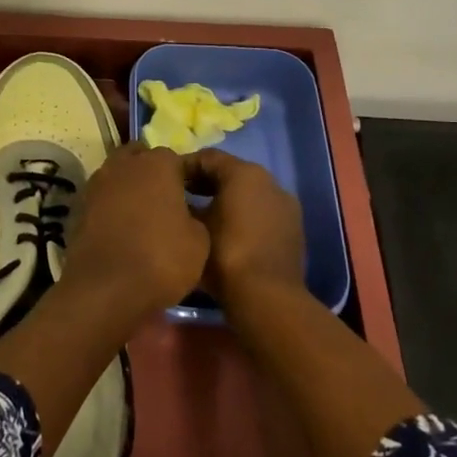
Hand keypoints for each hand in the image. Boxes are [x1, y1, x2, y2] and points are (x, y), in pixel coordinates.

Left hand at [62, 143, 209, 317]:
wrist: (105, 289)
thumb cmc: (160, 259)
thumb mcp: (199, 241)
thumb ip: (194, 216)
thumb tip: (185, 214)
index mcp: (157, 164)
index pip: (176, 158)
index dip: (186, 177)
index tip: (194, 198)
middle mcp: (123, 165)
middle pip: (140, 158)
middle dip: (152, 173)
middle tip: (167, 200)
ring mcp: (96, 184)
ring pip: (117, 175)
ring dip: (130, 188)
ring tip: (144, 216)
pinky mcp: (78, 207)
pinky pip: (102, 198)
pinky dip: (111, 207)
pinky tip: (122, 229)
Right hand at [185, 150, 306, 311]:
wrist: (267, 298)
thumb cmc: (223, 255)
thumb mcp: (192, 226)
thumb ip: (183, 204)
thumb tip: (175, 199)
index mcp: (245, 173)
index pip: (207, 157)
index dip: (183, 167)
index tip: (164, 182)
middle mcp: (269, 181)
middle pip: (230, 173)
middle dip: (203, 183)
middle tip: (178, 198)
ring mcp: (285, 205)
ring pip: (247, 194)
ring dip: (224, 200)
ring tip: (200, 218)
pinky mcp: (293, 229)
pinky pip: (261, 212)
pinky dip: (242, 216)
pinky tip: (225, 234)